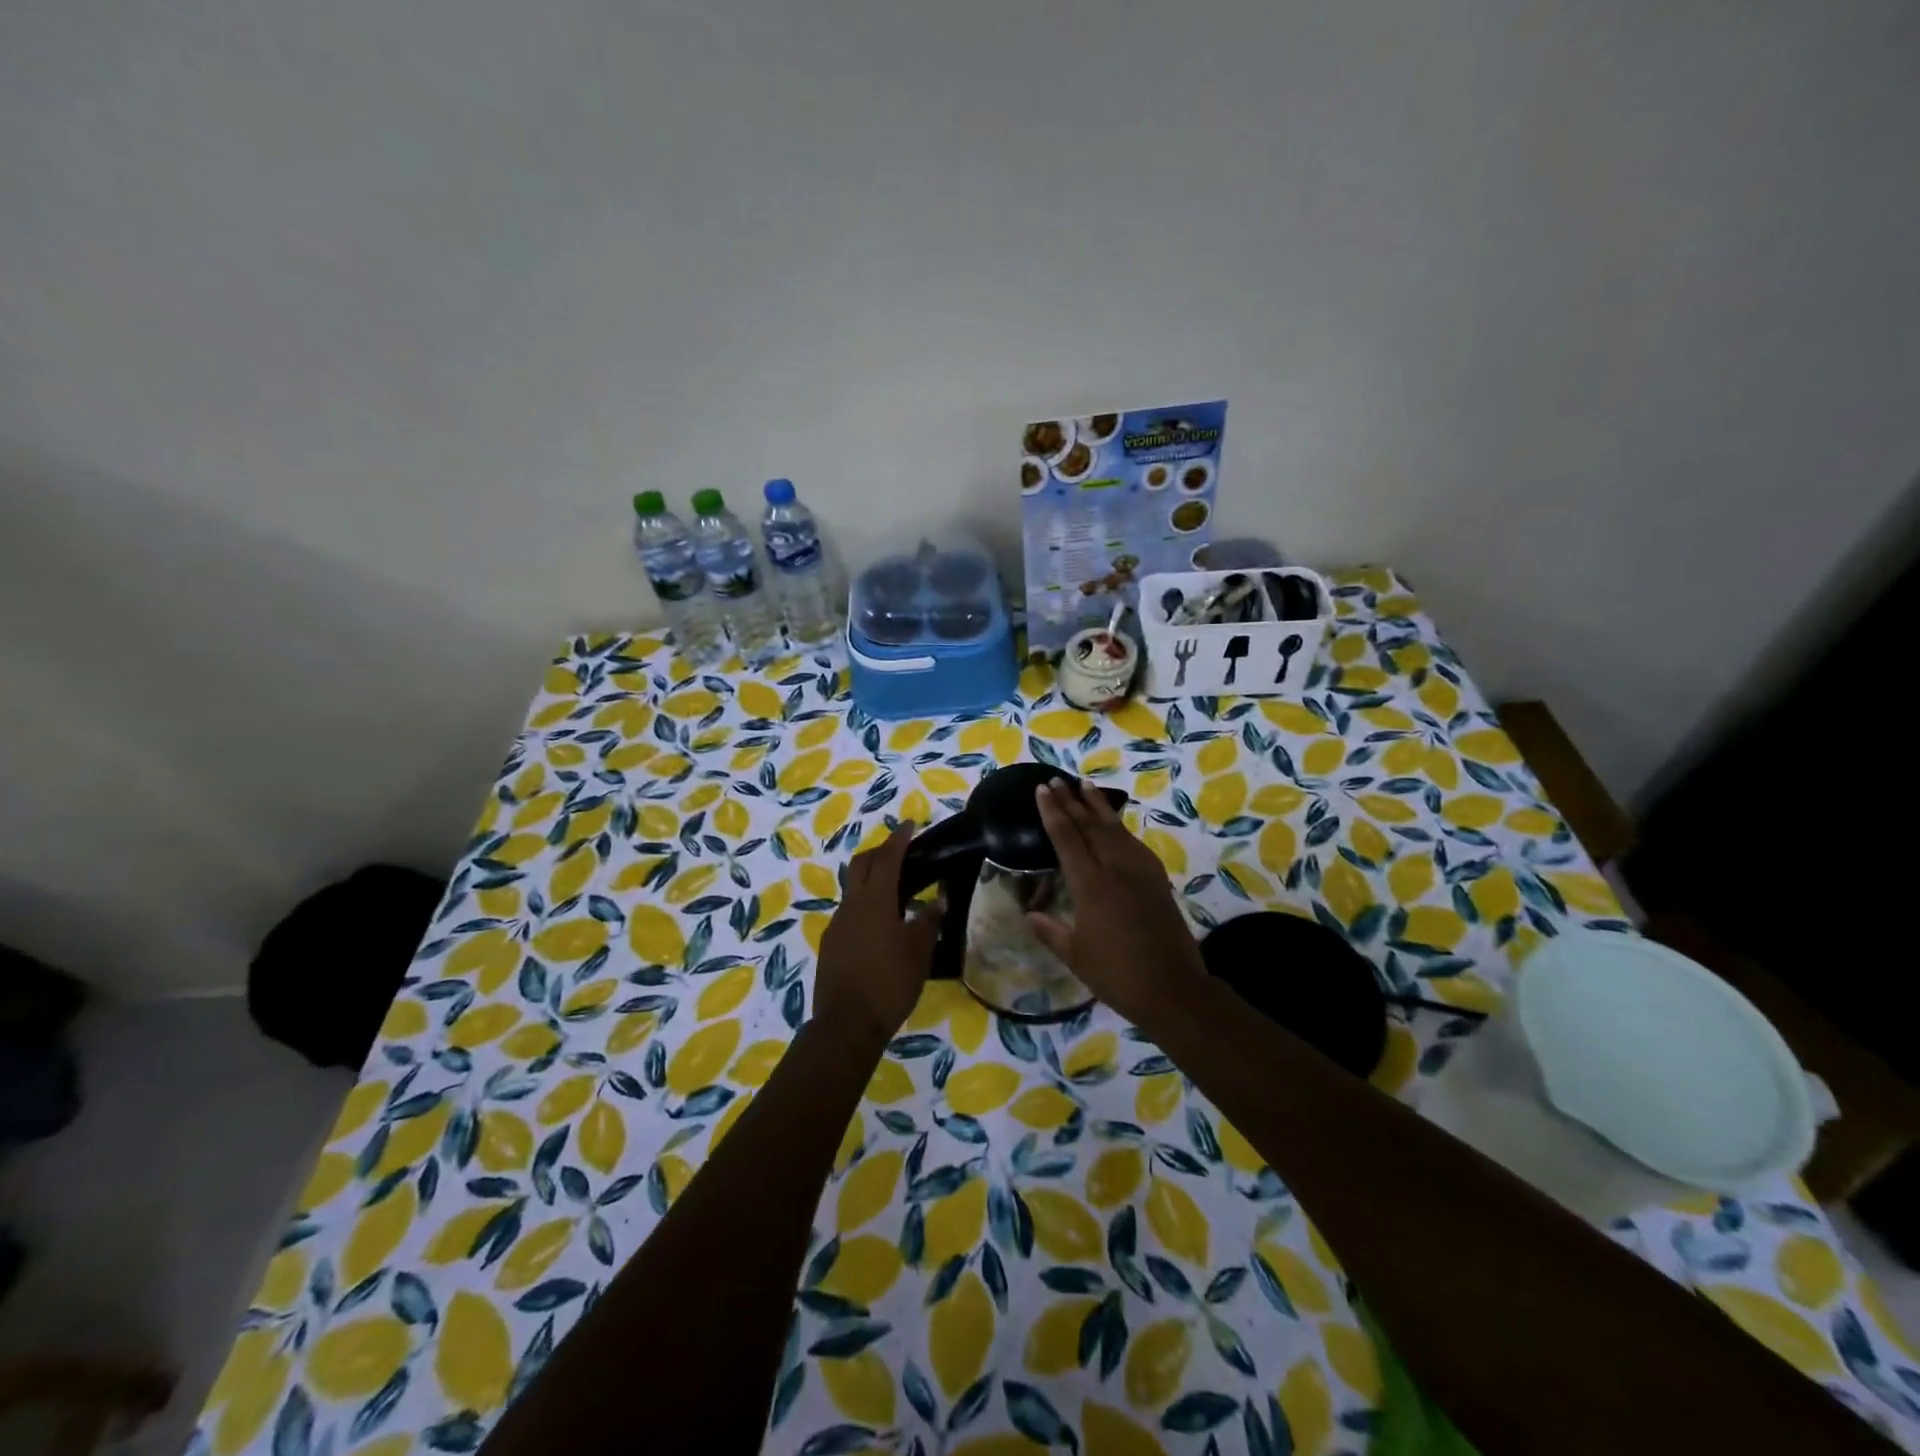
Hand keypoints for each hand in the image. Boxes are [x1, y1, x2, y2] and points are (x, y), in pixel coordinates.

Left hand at [813, 826, 942, 1044]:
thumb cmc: (889, 983)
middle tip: (899, 850)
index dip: (899, 839)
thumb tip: (939, 900)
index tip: (910, 824)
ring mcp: (836, 925)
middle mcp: (851, 905)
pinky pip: (849, 913)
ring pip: (852, 890)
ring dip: (871, 881)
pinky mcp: (830, 945)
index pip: (888, 858)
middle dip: (878, 852)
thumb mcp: (919, 952)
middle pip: (861, 865)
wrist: (846, 1024)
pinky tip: (880, 925)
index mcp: (875, 900)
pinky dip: (865, 906)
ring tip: (896, 891)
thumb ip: (929, 921)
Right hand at [1029, 780, 1207, 1024]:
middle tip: (1057, 780)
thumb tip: (1029, 913)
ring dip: (1098, 806)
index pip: (1067, 838)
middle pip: (1090, 826)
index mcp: (1090, 886)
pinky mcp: (1157, 880)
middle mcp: (1115, 869)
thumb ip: (1050, 931)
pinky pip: (1134, 844)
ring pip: (1115, 829)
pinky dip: (1120, 827)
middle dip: (1071, 801)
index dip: (1053, 812)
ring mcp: (1140, 872)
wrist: (1172, 988)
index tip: (1042, 789)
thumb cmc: (1116, 975)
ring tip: (1084, 786)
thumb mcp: (1075, 956)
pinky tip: (1115, 824)